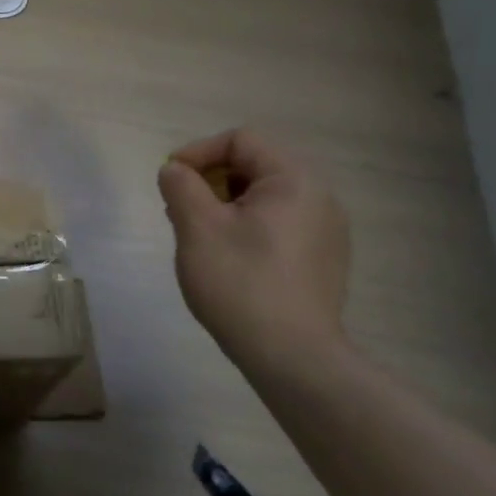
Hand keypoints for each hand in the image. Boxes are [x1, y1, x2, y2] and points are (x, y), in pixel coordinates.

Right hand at [158, 128, 350, 369]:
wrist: (292, 356)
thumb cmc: (240, 283)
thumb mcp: (197, 228)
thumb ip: (181, 187)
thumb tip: (175, 170)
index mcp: (294, 180)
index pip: (241, 140)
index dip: (198, 152)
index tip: (170, 181)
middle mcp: (319, 197)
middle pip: (255, 166)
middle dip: (210, 180)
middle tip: (180, 210)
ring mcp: (326, 231)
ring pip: (265, 198)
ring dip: (225, 205)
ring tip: (199, 237)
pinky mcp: (323, 259)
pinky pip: (279, 224)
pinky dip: (247, 227)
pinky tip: (229, 259)